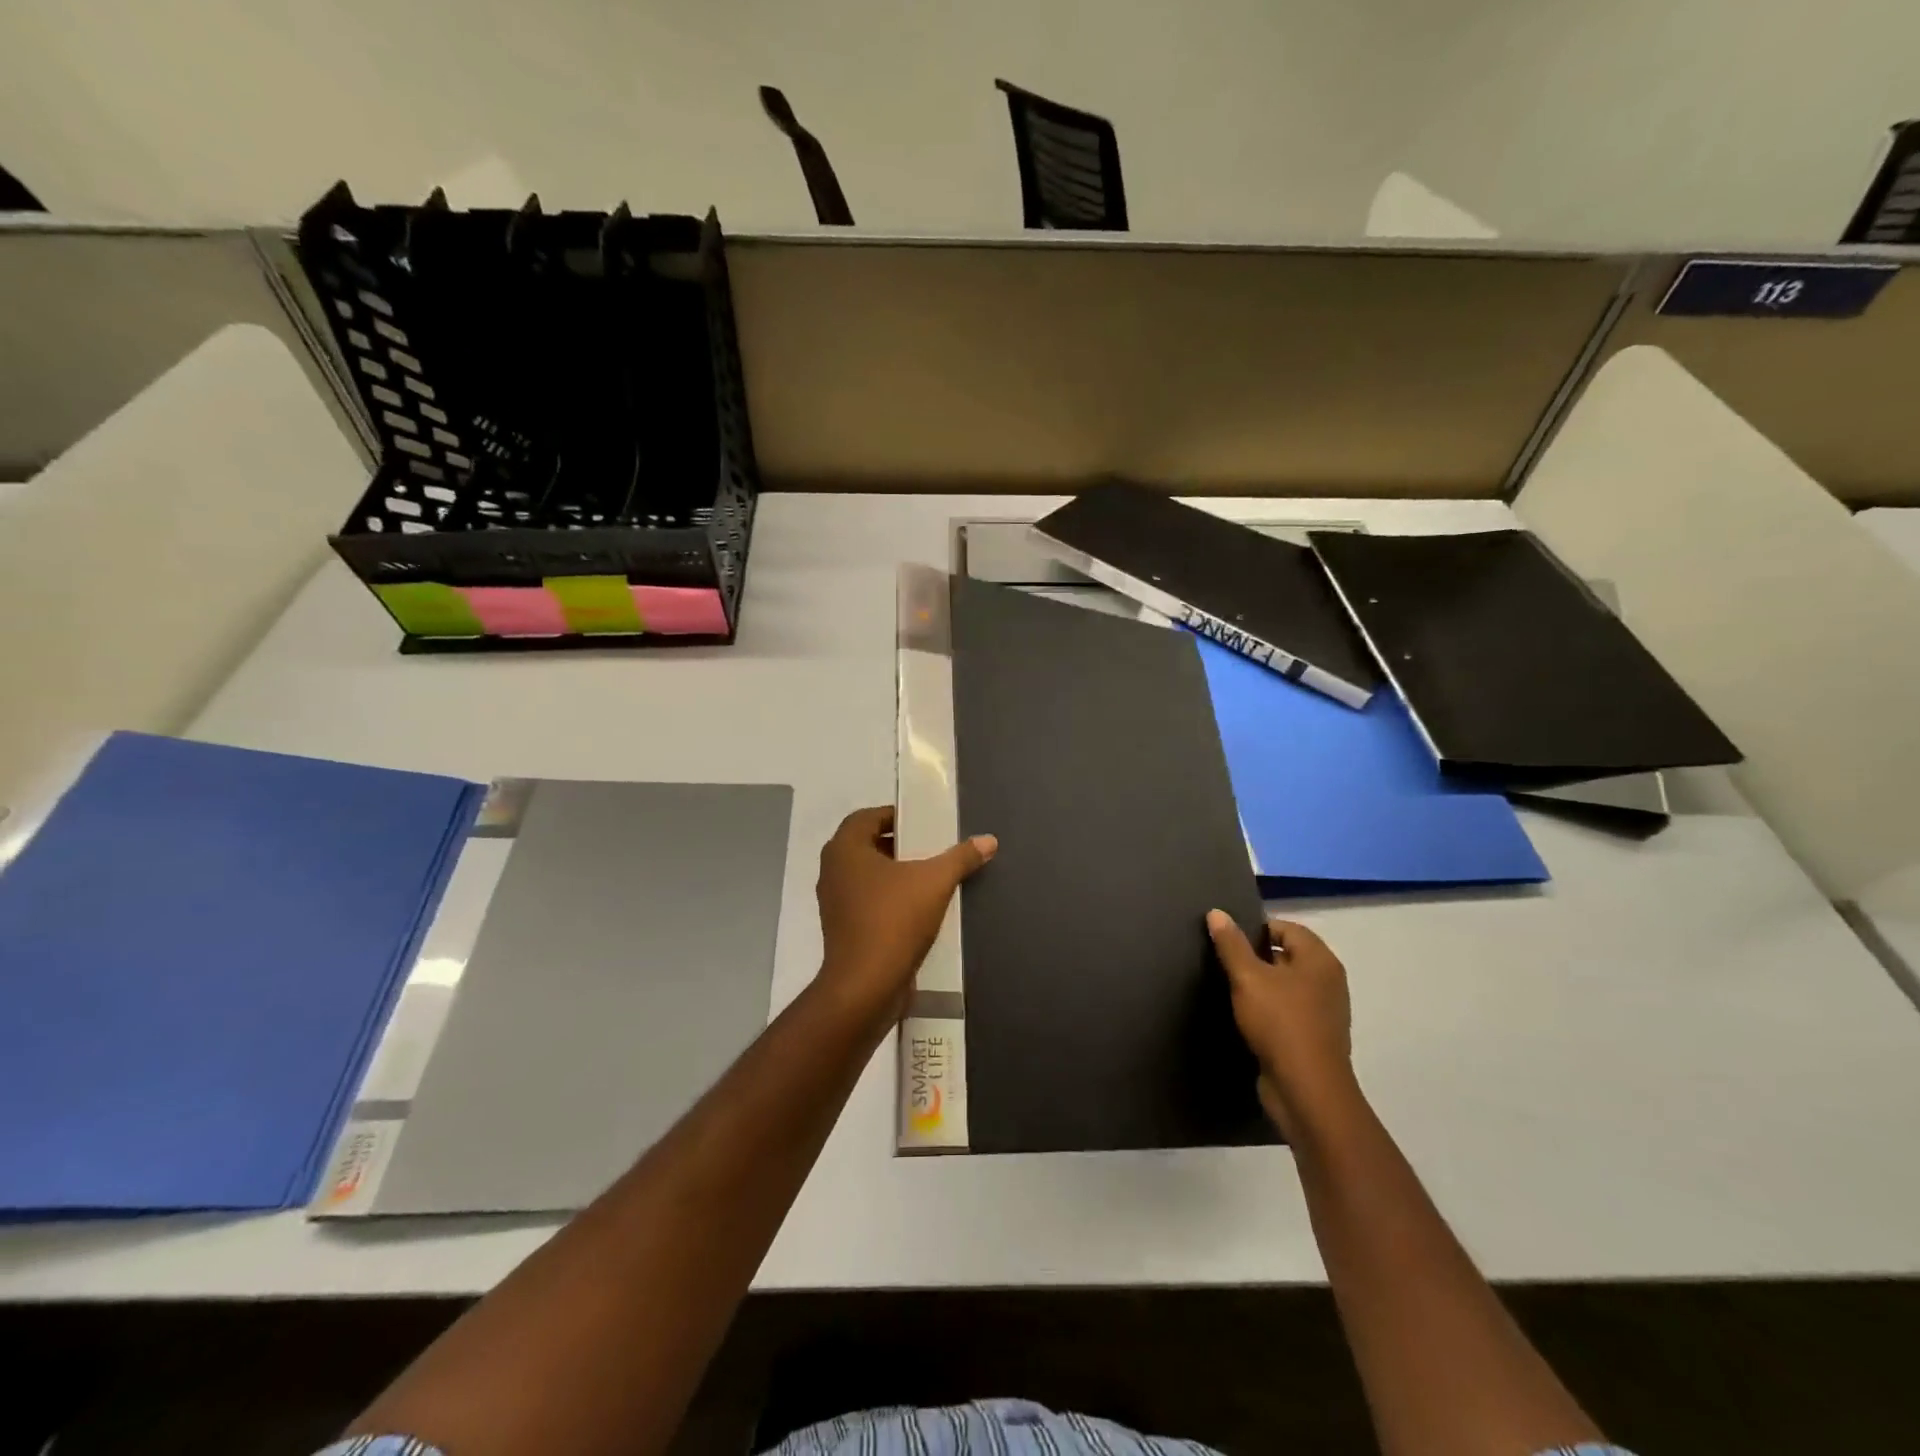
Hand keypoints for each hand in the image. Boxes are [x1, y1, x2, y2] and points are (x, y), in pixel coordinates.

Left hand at [816, 806, 996, 1022]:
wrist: (866, 986)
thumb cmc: (893, 920)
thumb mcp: (935, 882)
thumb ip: (960, 857)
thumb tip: (989, 839)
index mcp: (845, 850)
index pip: (866, 817)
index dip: (894, 815)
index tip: (922, 823)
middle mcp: (833, 872)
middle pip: (866, 846)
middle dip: (898, 845)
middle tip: (931, 847)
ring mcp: (835, 903)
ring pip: (867, 877)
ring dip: (894, 874)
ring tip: (929, 878)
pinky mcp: (843, 930)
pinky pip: (867, 903)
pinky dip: (889, 899)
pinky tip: (918, 909)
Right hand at [1206, 910, 1356, 1138]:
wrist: (1306, 1091)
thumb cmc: (1280, 1023)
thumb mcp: (1247, 978)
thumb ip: (1231, 944)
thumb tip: (1217, 912)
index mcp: (1320, 960)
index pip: (1285, 928)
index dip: (1255, 929)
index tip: (1227, 941)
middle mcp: (1328, 982)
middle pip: (1287, 956)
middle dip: (1255, 958)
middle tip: (1223, 962)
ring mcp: (1324, 1012)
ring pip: (1286, 986)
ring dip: (1260, 986)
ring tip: (1229, 989)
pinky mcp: (1314, 1038)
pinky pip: (1288, 1012)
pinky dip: (1269, 1011)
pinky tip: (1245, 1018)